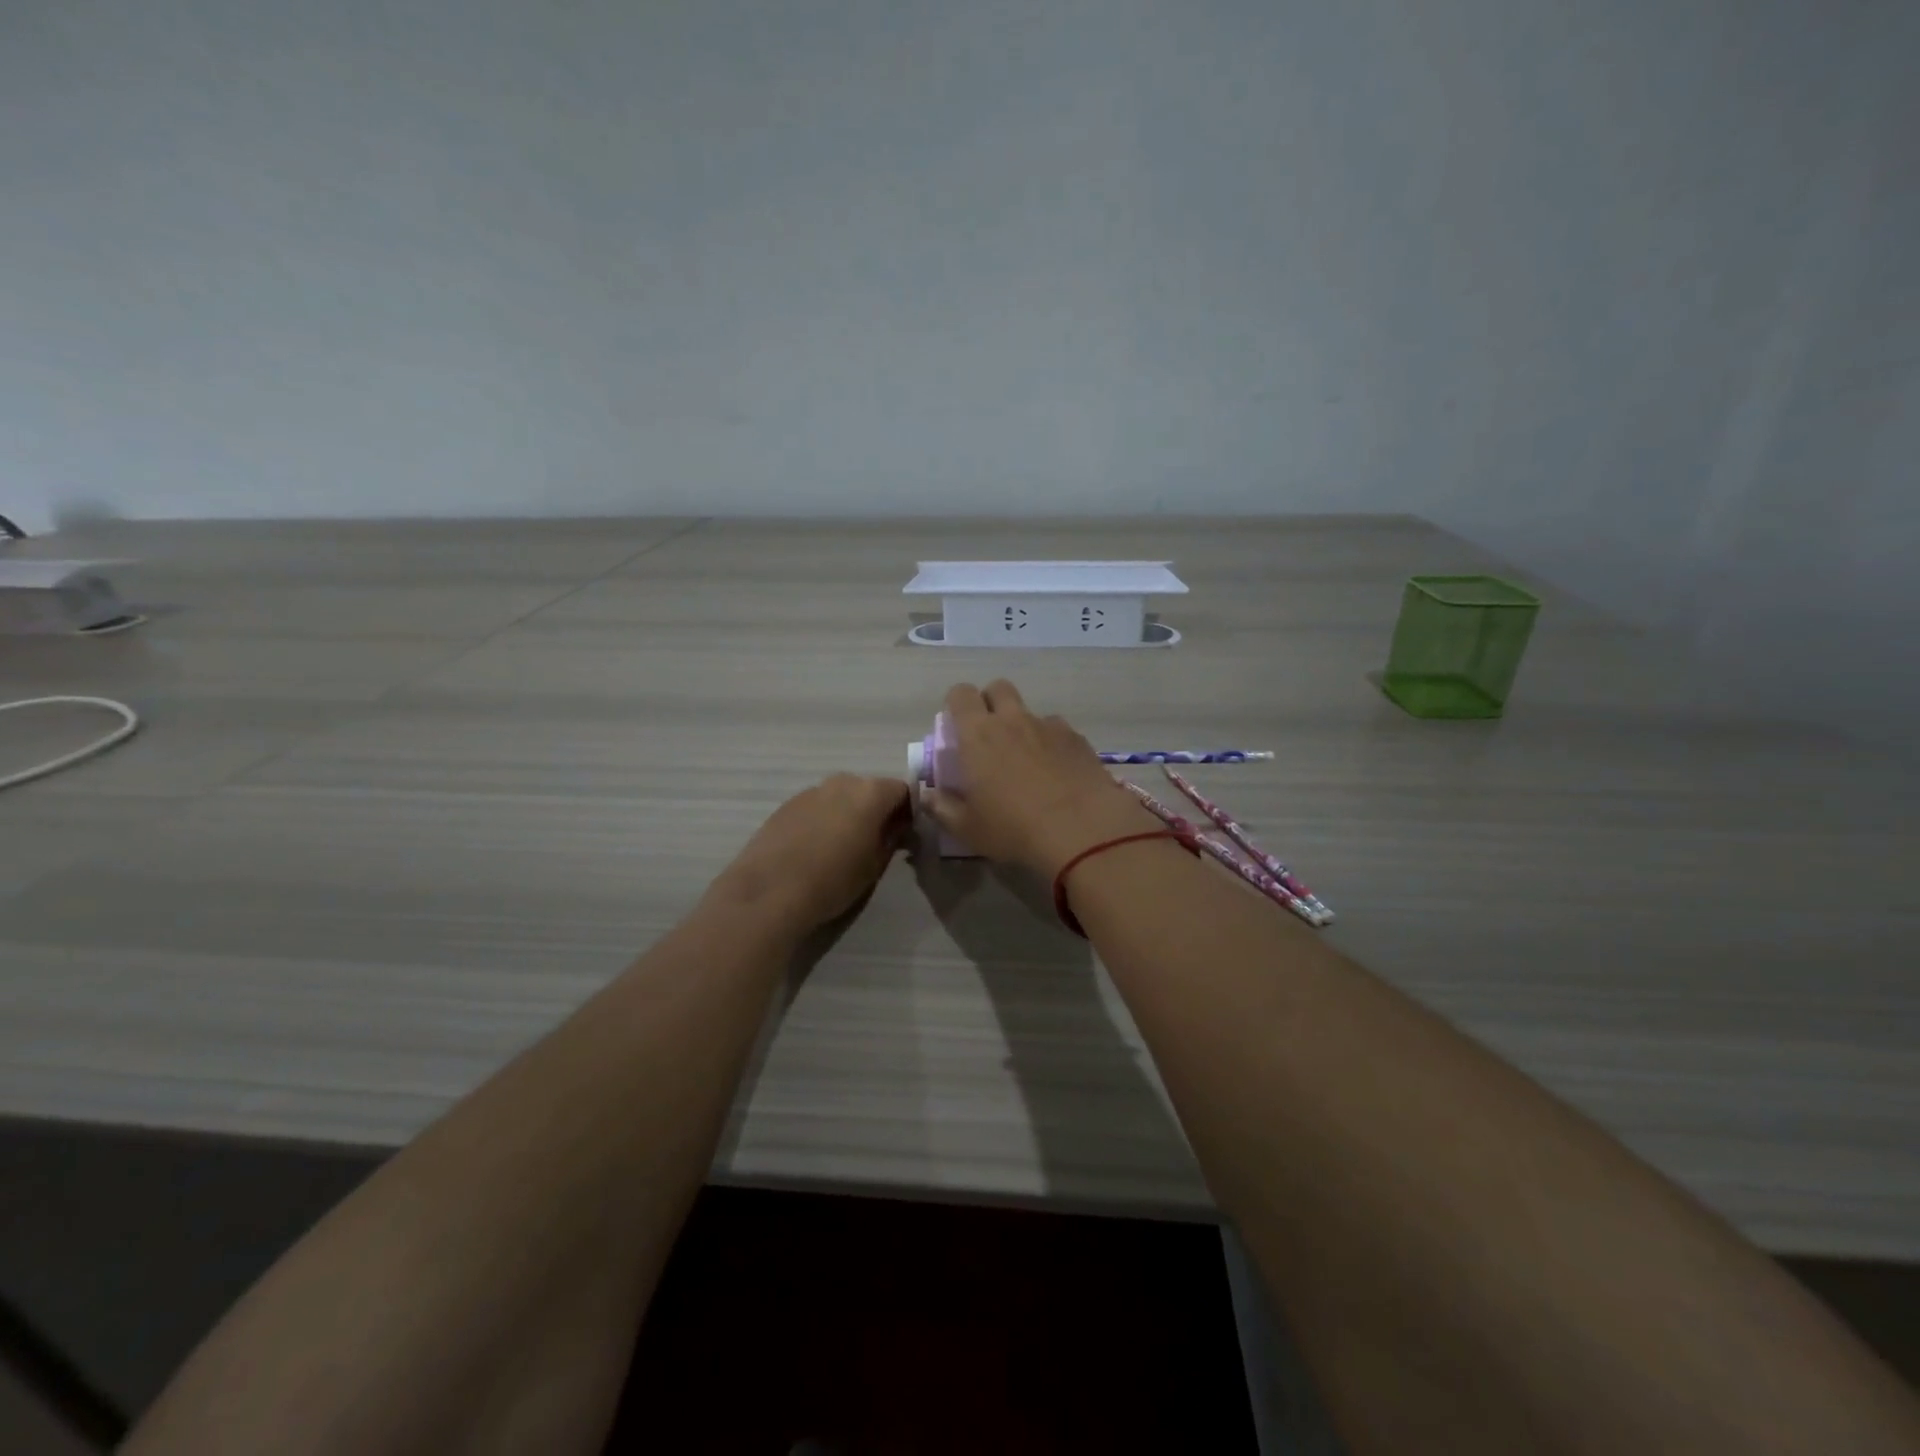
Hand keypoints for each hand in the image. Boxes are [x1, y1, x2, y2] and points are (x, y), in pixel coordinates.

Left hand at [716, 774, 912, 929]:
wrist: (770, 891)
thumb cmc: (833, 880)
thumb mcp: (874, 865)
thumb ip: (890, 839)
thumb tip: (897, 828)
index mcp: (870, 793)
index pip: (902, 790)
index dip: (908, 810)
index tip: (906, 833)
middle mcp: (841, 782)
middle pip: (870, 789)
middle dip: (877, 809)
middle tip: (877, 839)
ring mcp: (810, 791)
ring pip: (840, 796)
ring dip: (848, 813)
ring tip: (843, 845)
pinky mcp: (786, 805)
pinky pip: (816, 806)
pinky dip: (823, 819)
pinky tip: (815, 847)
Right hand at [923, 681, 1162, 881]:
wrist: (1082, 829)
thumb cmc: (1014, 828)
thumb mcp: (968, 828)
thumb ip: (942, 809)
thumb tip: (927, 796)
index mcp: (978, 735)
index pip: (961, 694)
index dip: (956, 704)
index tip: (957, 727)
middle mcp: (1012, 720)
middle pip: (998, 688)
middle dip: (991, 702)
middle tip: (990, 735)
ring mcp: (1048, 726)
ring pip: (1030, 711)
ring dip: (1024, 726)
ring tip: (1028, 761)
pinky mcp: (1078, 739)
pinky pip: (1059, 730)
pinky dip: (1053, 744)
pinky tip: (1058, 772)